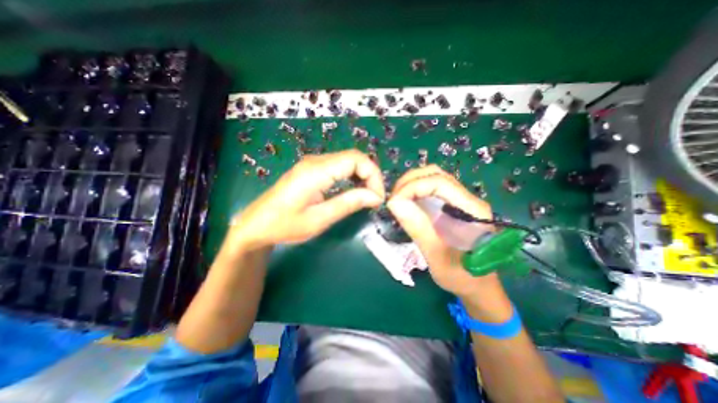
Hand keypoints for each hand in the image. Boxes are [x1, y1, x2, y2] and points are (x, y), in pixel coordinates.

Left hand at [225, 152, 383, 251]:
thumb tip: (375, 197)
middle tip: (374, 199)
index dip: (373, 175)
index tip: (377, 198)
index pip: (356, 159)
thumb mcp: (319, 219)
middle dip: (370, 176)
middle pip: (354, 157)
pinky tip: (354, 191)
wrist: (256, 224)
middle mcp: (316, 161)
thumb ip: (348, 204)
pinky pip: (338, 167)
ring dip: (362, 176)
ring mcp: (313, 163)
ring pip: (347, 161)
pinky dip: (351, 177)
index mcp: (317, 171)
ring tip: (367, 197)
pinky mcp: (311, 169)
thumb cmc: (285, 225)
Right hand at [390, 165, 499, 300]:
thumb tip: (394, 202)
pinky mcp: (453, 205)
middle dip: (410, 181)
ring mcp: (461, 200)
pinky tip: (406, 201)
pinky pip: (432, 188)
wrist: (478, 286)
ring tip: (397, 199)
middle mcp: (469, 199)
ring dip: (412, 183)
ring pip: (434, 177)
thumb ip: (418, 228)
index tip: (393, 202)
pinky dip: (415, 189)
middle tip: (392, 199)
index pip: (440, 182)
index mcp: (472, 210)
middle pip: (437, 174)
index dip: (413, 187)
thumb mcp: (436, 256)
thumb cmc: (461, 276)